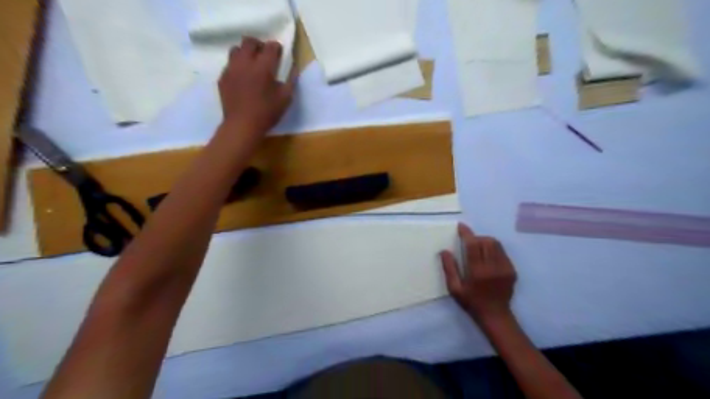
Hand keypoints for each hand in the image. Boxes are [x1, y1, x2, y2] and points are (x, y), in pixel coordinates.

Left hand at [217, 36, 293, 141]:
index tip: (280, 54)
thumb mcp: (286, 99)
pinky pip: (229, 64)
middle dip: (259, 45)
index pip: (270, 46)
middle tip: (265, 56)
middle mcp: (245, 62)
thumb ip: (291, 80)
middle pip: (250, 41)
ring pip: (236, 49)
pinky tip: (243, 78)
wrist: (242, 125)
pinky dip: (237, 66)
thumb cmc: (267, 113)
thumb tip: (294, 68)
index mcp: (263, 67)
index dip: (277, 48)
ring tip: (251, 64)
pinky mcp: (223, 77)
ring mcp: (231, 69)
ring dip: (245, 53)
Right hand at [439, 224, 515, 325]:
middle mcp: (493, 267)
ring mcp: (505, 268)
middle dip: (476, 237)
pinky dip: (494, 249)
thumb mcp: (455, 288)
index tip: (461, 227)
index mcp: (477, 271)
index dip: (466, 233)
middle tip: (468, 242)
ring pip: (496, 244)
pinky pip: (502, 252)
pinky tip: (488, 257)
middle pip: (486, 241)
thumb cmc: (471, 302)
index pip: (473, 245)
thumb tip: (444, 251)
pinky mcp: (512, 270)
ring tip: (478, 248)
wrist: (495, 316)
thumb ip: (449, 268)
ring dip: (485, 241)